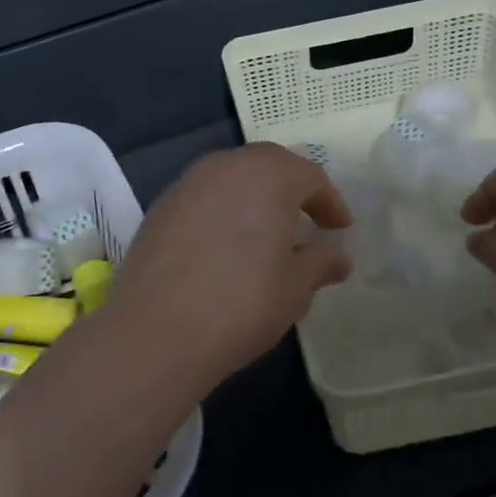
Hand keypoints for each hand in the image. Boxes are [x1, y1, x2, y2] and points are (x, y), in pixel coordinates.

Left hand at [101, 144, 351, 384]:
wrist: (156, 330)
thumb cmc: (241, 304)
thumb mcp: (295, 288)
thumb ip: (321, 263)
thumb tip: (338, 257)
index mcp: (268, 175)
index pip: (310, 176)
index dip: (330, 203)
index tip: (339, 230)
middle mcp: (226, 166)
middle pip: (268, 165)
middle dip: (291, 189)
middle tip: (305, 222)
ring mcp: (188, 183)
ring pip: (232, 176)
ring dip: (254, 196)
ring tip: (265, 233)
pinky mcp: (160, 205)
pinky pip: (204, 196)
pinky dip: (222, 209)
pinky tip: (223, 245)